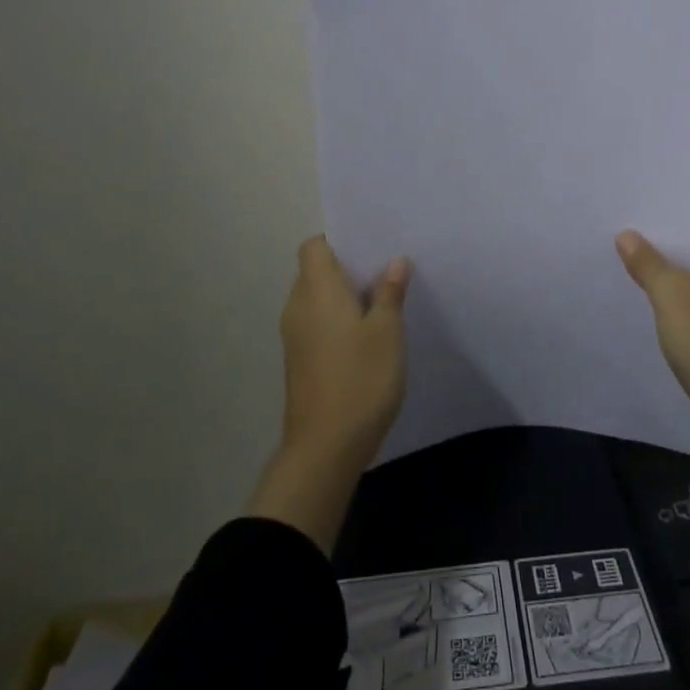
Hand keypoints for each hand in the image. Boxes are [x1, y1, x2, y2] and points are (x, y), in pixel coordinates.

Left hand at [246, 237, 409, 552]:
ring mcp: (295, 336)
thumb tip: (393, 262)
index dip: (338, 240)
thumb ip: (389, 292)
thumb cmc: (360, 379)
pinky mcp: (299, 361)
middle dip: (348, 268)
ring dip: (345, 296)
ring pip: (317, 299)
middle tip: (386, 271)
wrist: (324, 448)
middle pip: (315, 271)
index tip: (370, 247)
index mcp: (316, 290)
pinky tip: (368, 336)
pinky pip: (317, 323)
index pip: (314, 246)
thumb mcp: (387, 332)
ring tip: (382, 302)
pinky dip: (338, 320)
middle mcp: (298, 306)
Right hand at [616, 212, 689, 486]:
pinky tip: (649, 300)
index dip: (679, 207)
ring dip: (670, 269)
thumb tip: (627, 234)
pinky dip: (677, 296)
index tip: (646, 204)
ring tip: (631, 260)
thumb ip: (647, 262)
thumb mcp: (669, 294)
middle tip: (628, 230)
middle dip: (667, 238)